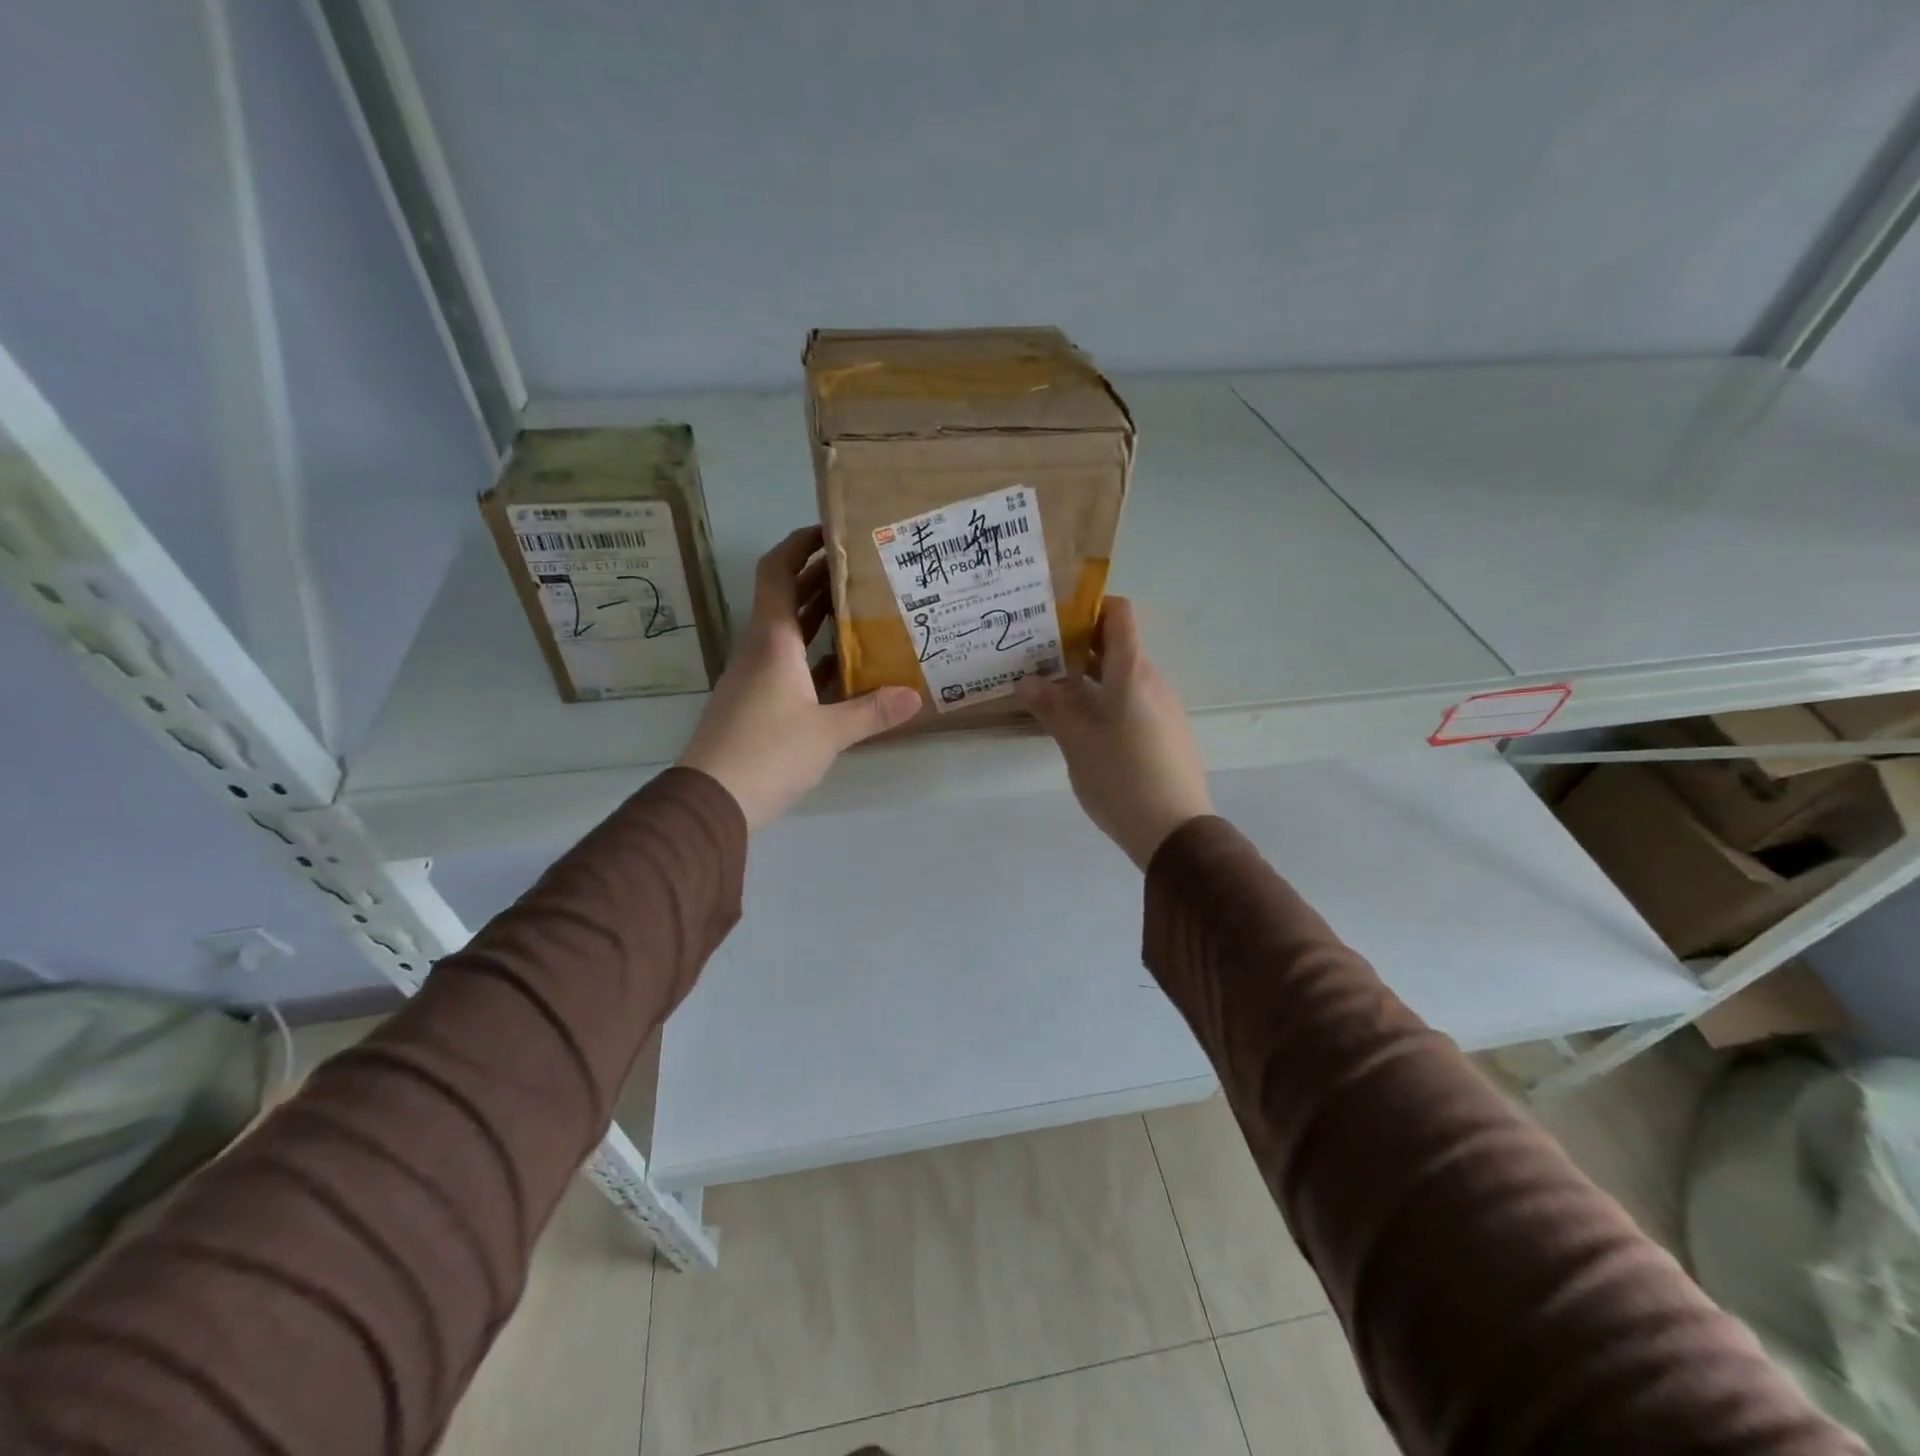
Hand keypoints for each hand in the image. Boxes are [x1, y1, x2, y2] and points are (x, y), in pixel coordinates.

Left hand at [678, 526, 920, 829]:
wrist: (711, 799)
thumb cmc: (768, 752)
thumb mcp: (828, 733)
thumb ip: (872, 712)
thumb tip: (914, 697)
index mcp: (773, 641)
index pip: (778, 573)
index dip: (799, 545)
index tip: (830, 531)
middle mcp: (760, 650)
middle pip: (786, 599)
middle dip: (820, 578)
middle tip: (863, 569)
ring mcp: (754, 678)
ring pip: (788, 633)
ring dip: (819, 617)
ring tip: (862, 609)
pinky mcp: (755, 704)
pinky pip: (788, 666)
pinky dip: (814, 657)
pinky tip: (845, 667)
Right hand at [1015, 597, 1212, 868]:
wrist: (1175, 832)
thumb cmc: (1121, 778)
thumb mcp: (1076, 742)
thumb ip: (1051, 707)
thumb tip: (1026, 680)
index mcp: (1132, 674)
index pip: (1120, 614)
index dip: (1091, 606)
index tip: (1057, 617)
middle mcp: (1153, 683)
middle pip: (1119, 646)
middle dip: (1080, 645)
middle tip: (1040, 655)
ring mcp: (1164, 710)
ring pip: (1124, 678)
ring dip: (1091, 677)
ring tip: (1053, 691)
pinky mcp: (1167, 735)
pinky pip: (1134, 702)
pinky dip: (1107, 700)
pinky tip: (1083, 726)